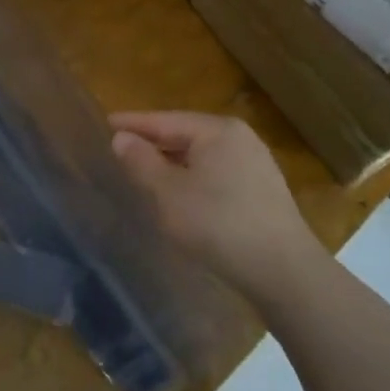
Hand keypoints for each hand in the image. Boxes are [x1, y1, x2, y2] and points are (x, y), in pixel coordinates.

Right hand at [110, 111, 324, 304]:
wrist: (283, 270)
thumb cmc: (218, 224)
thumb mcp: (169, 194)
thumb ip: (141, 162)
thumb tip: (121, 138)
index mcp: (217, 130)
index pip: (164, 120)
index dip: (133, 123)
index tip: (106, 122)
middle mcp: (239, 137)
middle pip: (185, 133)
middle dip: (153, 141)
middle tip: (121, 147)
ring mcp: (255, 162)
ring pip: (202, 154)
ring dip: (172, 161)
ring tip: (145, 169)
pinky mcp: (262, 189)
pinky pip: (217, 171)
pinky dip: (193, 175)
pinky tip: (181, 192)